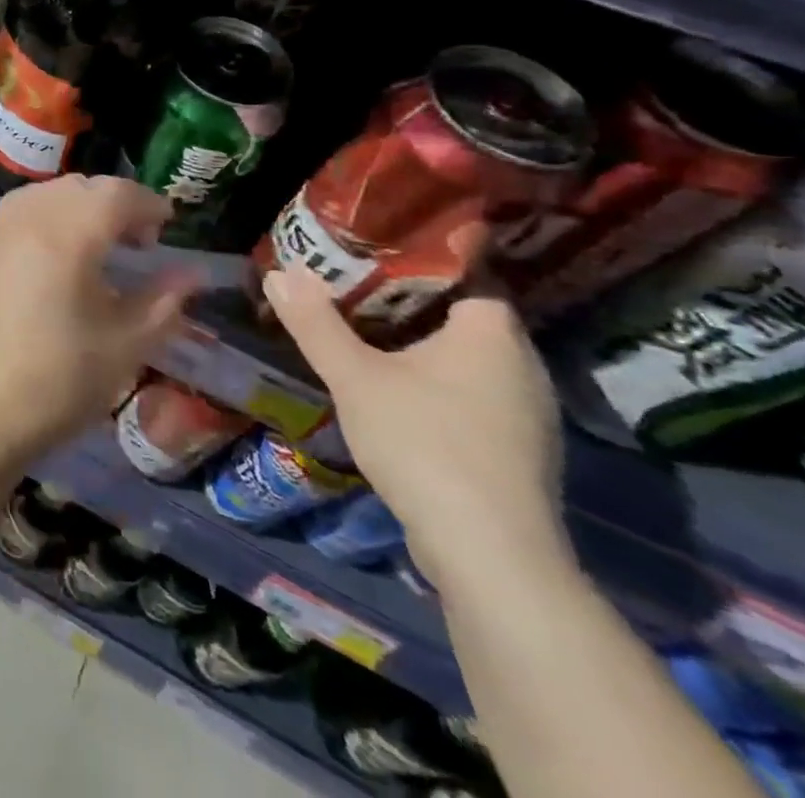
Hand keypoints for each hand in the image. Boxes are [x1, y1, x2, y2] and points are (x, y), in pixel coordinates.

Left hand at [0, 176, 203, 470]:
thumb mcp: (125, 346)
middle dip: (110, 203)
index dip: (147, 203)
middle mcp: (20, 220)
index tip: (165, 227)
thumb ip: (163, 300)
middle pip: (75, 187)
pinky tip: (42, 263)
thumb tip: (192, 273)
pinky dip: (35, 223)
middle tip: (132, 241)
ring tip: (88, 249)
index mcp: (64, 237)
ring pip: (37, 195)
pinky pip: (7, 217)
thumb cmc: (59, 384)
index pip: (115, 193)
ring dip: (71, 208)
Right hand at [263, 267, 567, 591]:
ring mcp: (526, 411)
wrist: (490, 555)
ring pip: (466, 357)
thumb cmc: (424, 443)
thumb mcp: (355, 377)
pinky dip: (436, 381)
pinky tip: (396, 390)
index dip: (420, 258)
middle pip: (462, 314)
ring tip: (364, 331)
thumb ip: (316, 324)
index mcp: (492, 334)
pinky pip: (471, 392)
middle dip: (409, 300)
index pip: (466, 273)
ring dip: (421, 344)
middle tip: (352, 284)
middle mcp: (521, 365)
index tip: (372, 249)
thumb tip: (279, 272)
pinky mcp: (516, 449)